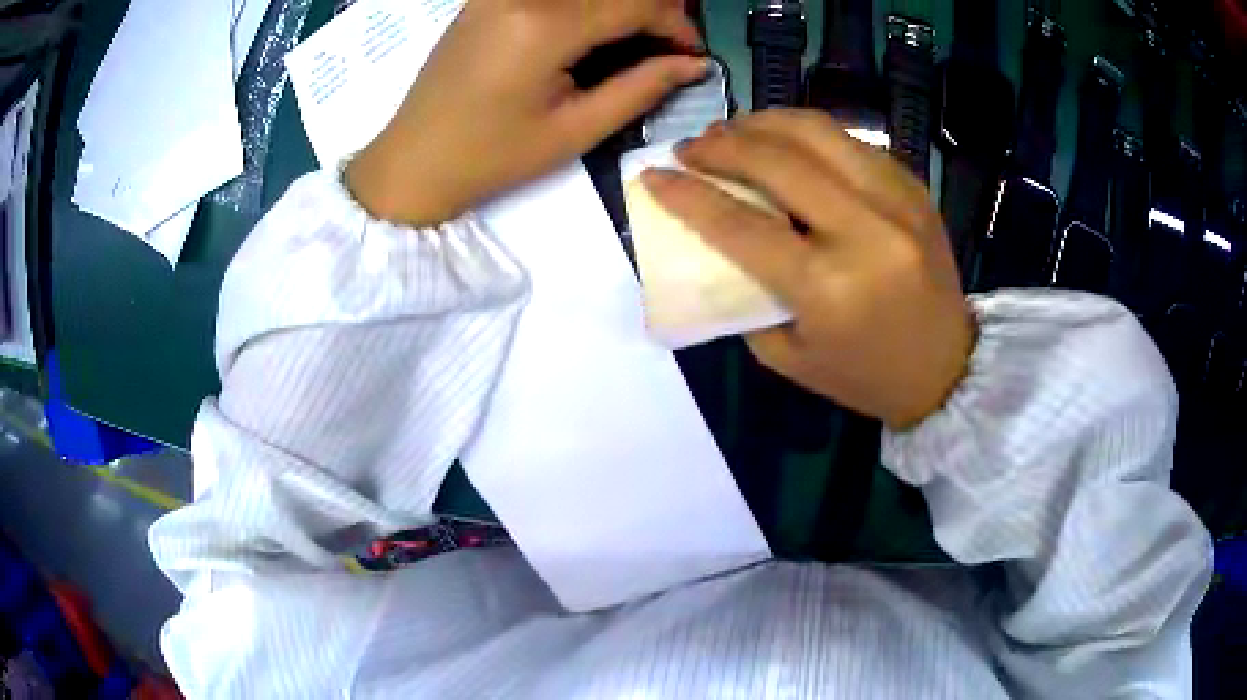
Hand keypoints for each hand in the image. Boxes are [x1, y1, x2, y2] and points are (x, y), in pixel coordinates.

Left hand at [346, 0, 706, 225]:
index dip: (677, 24)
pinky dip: (587, 3)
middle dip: (654, 9)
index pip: (636, 2)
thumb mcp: (574, 131)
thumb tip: (694, 64)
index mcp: (544, 26)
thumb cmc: (490, 157)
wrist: (412, 160)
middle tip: (669, 46)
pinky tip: (595, 29)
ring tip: (638, 38)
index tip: (693, 54)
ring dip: (620, 5)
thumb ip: (641, 88)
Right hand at [642, 111, 974, 428]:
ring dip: (763, 123)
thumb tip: (715, 233)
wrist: (947, 369)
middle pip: (777, 160)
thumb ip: (746, 290)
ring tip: (733, 132)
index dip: (688, 194)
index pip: (740, 223)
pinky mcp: (915, 187)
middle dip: (721, 144)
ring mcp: (897, 200)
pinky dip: (807, 135)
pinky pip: (851, 142)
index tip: (655, 174)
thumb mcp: (787, 353)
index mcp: (828, 286)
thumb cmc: (862, 374)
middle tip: (692, 147)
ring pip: (817, 132)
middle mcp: (866, 231)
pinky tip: (786, 145)